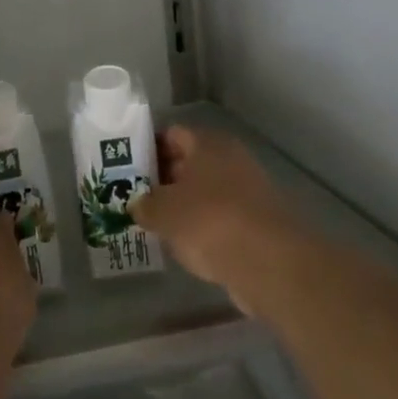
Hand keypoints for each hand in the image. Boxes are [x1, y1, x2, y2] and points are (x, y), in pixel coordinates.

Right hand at [129, 127, 309, 302]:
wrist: (269, 263)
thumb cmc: (208, 221)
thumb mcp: (163, 212)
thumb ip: (144, 205)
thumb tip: (137, 205)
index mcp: (208, 144)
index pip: (172, 135)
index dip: (149, 148)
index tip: (128, 168)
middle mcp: (231, 160)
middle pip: (190, 162)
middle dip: (164, 179)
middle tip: (137, 197)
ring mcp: (249, 190)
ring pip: (206, 191)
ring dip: (184, 205)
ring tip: (156, 222)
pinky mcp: (258, 222)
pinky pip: (221, 217)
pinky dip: (204, 227)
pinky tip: (185, 244)